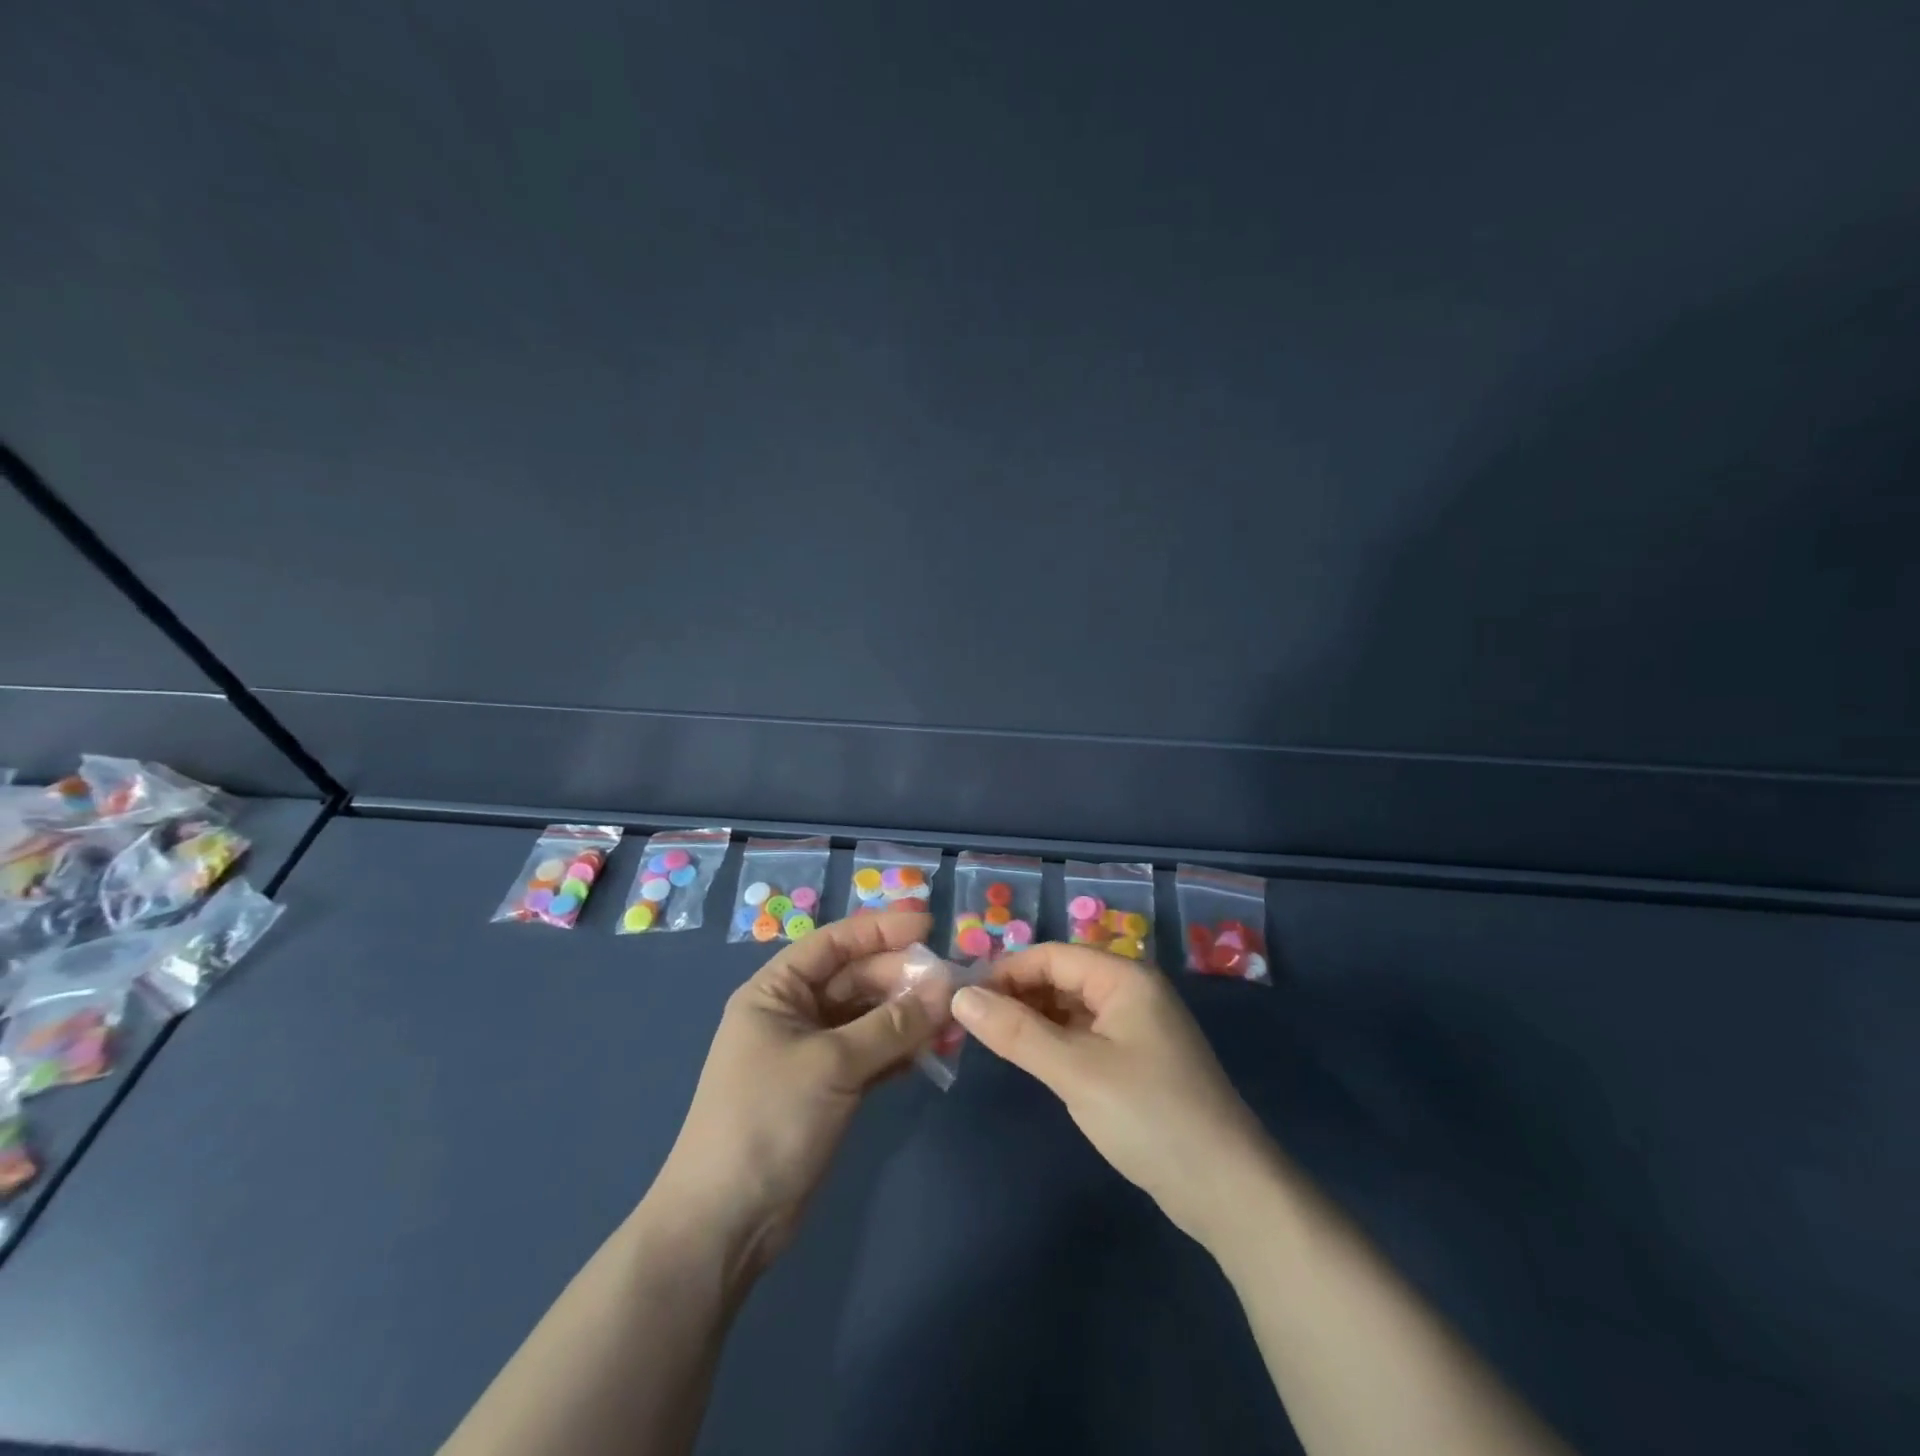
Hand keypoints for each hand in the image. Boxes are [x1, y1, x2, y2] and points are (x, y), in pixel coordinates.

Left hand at [650, 911, 938, 1278]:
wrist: (727, 1224)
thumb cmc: (768, 1121)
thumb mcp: (832, 1064)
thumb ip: (893, 1024)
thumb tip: (947, 986)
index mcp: (777, 991)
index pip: (834, 943)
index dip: (881, 929)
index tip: (930, 923)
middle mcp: (795, 1012)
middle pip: (857, 979)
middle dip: (904, 979)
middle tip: (954, 984)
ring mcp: (814, 1051)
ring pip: (870, 1017)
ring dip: (910, 1016)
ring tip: (954, 1020)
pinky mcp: (831, 1087)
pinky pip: (874, 1053)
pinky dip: (903, 1049)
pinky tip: (936, 1049)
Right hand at [952, 943, 1269, 1246]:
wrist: (1227, 1190)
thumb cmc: (1149, 1116)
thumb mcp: (1075, 1071)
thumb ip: (1016, 1032)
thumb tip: (960, 996)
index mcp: (1124, 978)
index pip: (1052, 955)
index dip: (1006, 972)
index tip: (963, 999)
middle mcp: (1132, 991)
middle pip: (1062, 977)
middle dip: (1017, 995)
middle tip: (971, 1024)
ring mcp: (1138, 1027)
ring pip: (1072, 1007)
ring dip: (1034, 1019)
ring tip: (993, 1042)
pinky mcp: (1138, 1060)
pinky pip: (1086, 1035)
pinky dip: (1056, 1042)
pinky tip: (1032, 1060)